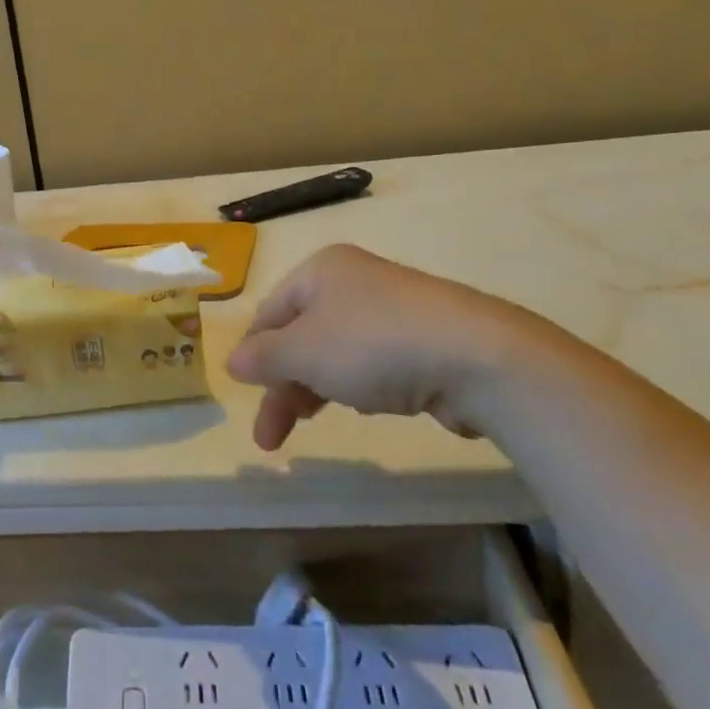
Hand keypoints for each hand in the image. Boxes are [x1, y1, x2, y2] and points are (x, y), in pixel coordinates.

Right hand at [226, 243, 573, 449]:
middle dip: (283, 385)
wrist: (477, 358)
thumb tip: (232, 361)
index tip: (246, 396)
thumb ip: (263, 358)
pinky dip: (356, 385)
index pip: (269, 312)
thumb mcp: (303, 351)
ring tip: (312, 422)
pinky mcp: (421, 339)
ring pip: (334, 352)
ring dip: (315, 388)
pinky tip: (364, 406)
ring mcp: (391, 309)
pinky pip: (372, 362)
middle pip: (300, 335)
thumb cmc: (373, 345)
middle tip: (271, 438)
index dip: (253, 354)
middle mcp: (353, 281)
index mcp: (320, 270)